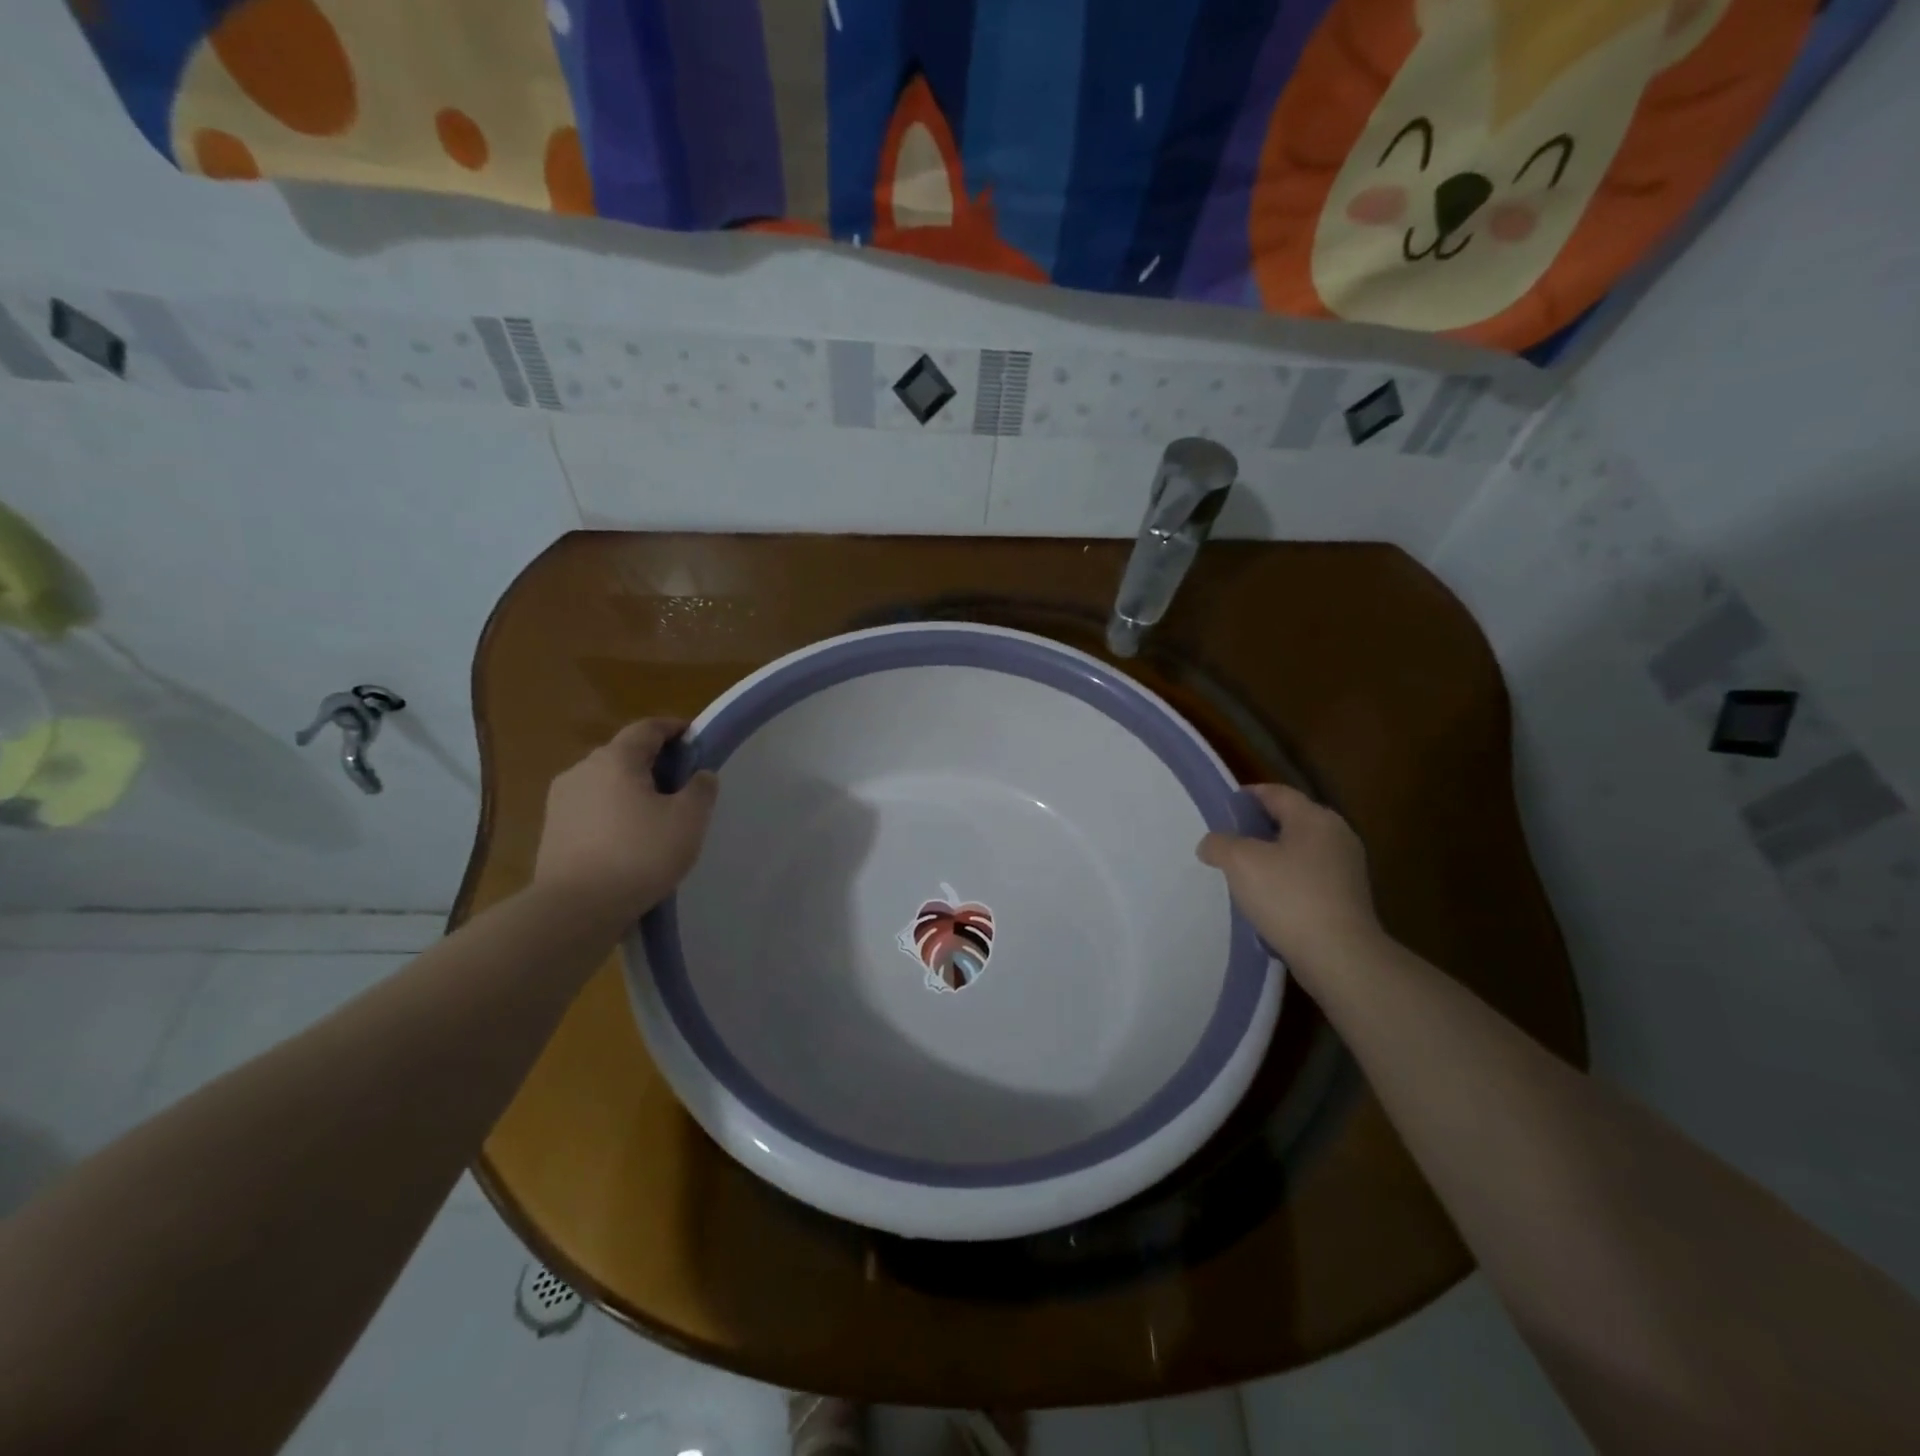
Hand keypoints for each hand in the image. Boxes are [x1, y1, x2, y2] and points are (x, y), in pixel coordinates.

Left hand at [532, 719, 719, 923]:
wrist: (575, 909)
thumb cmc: (640, 854)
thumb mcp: (688, 820)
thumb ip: (701, 789)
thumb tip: (700, 774)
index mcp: (616, 759)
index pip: (647, 728)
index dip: (674, 728)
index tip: (695, 738)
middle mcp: (582, 770)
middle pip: (624, 754)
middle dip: (654, 761)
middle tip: (681, 783)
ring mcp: (561, 800)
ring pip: (605, 782)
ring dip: (631, 789)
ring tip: (656, 815)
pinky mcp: (553, 830)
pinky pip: (591, 808)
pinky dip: (613, 813)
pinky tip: (628, 839)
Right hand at [1196, 783, 1383, 969]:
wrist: (1339, 956)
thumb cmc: (1288, 897)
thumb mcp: (1240, 862)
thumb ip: (1219, 844)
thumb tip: (1211, 844)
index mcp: (1315, 817)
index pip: (1275, 793)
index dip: (1245, 797)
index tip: (1221, 812)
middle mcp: (1337, 835)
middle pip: (1289, 821)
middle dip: (1256, 830)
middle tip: (1226, 844)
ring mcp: (1347, 869)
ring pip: (1299, 852)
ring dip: (1271, 858)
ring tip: (1241, 876)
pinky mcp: (1348, 899)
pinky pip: (1309, 878)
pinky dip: (1286, 882)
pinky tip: (1266, 901)